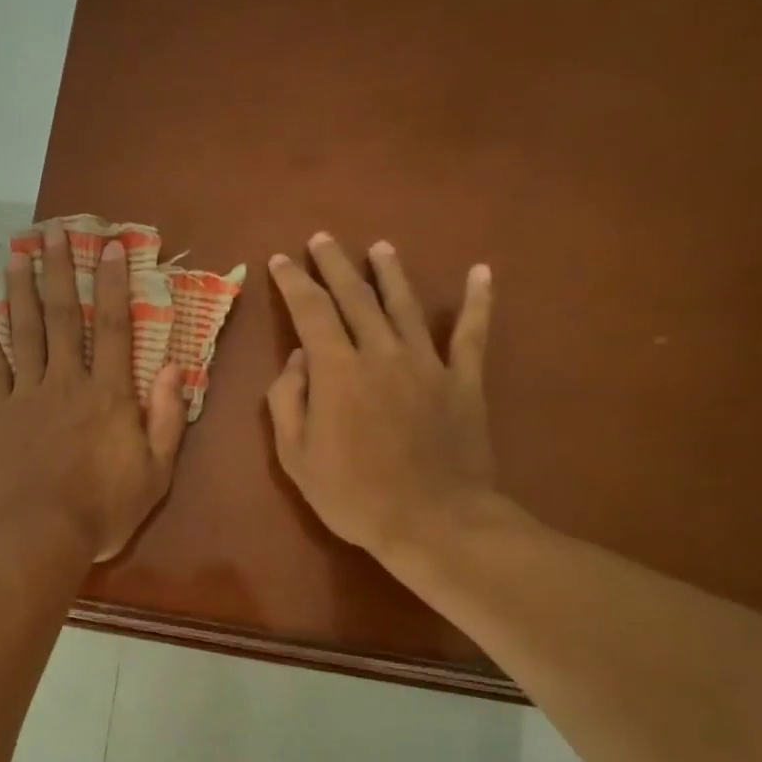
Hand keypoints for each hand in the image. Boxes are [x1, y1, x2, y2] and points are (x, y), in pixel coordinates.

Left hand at [0, 221, 186, 561]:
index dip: (115, 284)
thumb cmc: (103, 510)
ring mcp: (27, 396)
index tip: (112, 247)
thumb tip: (175, 368)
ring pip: (25, 332)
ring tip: (17, 254)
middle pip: (65, 317)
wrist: (38, 535)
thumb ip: (167, 419)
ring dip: (22, 291)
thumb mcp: (156, 474)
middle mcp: (67, 383)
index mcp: (109, 395)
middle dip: (61, 271)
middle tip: (53, 231)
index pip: (116, 327)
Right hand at [266, 233, 499, 571]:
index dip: (293, 283)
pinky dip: (478, 302)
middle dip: (334, 266)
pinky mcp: (464, 380)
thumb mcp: (296, 456)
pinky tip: (481, 272)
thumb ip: (288, 401)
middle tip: (322, 239)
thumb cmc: (352, 494)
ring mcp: (427, 363)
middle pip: (355, 297)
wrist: (432, 521)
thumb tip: (296, 360)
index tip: (280, 261)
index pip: (310, 312)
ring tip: (379, 247)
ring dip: (390, 273)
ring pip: (405, 305)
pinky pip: (472, 333)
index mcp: (336, 371)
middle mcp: (381, 353)